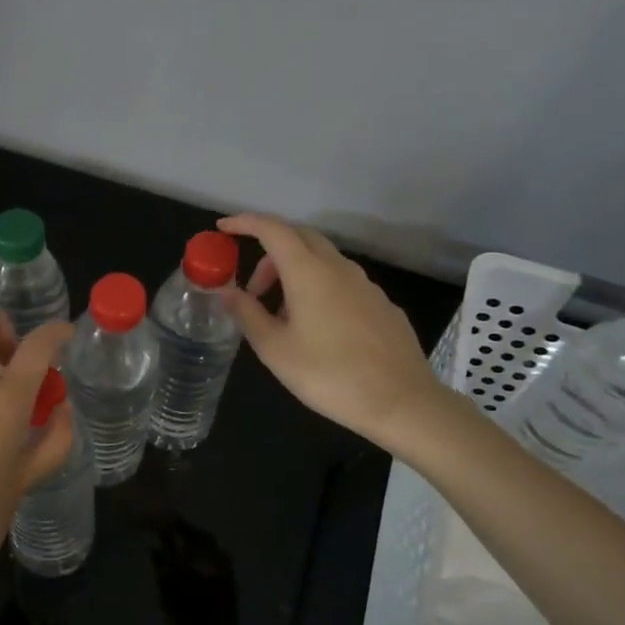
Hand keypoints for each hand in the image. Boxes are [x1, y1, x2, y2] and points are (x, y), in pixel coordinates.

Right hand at [217, 213, 448, 452]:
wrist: (401, 402)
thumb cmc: (328, 375)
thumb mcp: (274, 349)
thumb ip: (247, 313)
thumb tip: (224, 291)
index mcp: (308, 272)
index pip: (273, 229)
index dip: (245, 223)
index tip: (224, 228)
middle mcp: (339, 268)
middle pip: (300, 238)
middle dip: (269, 252)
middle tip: (252, 288)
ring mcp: (366, 285)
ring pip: (322, 260)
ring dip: (294, 274)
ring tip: (282, 317)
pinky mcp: (382, 304)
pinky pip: (342, 282)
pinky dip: (319, 289)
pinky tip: (318, 330)